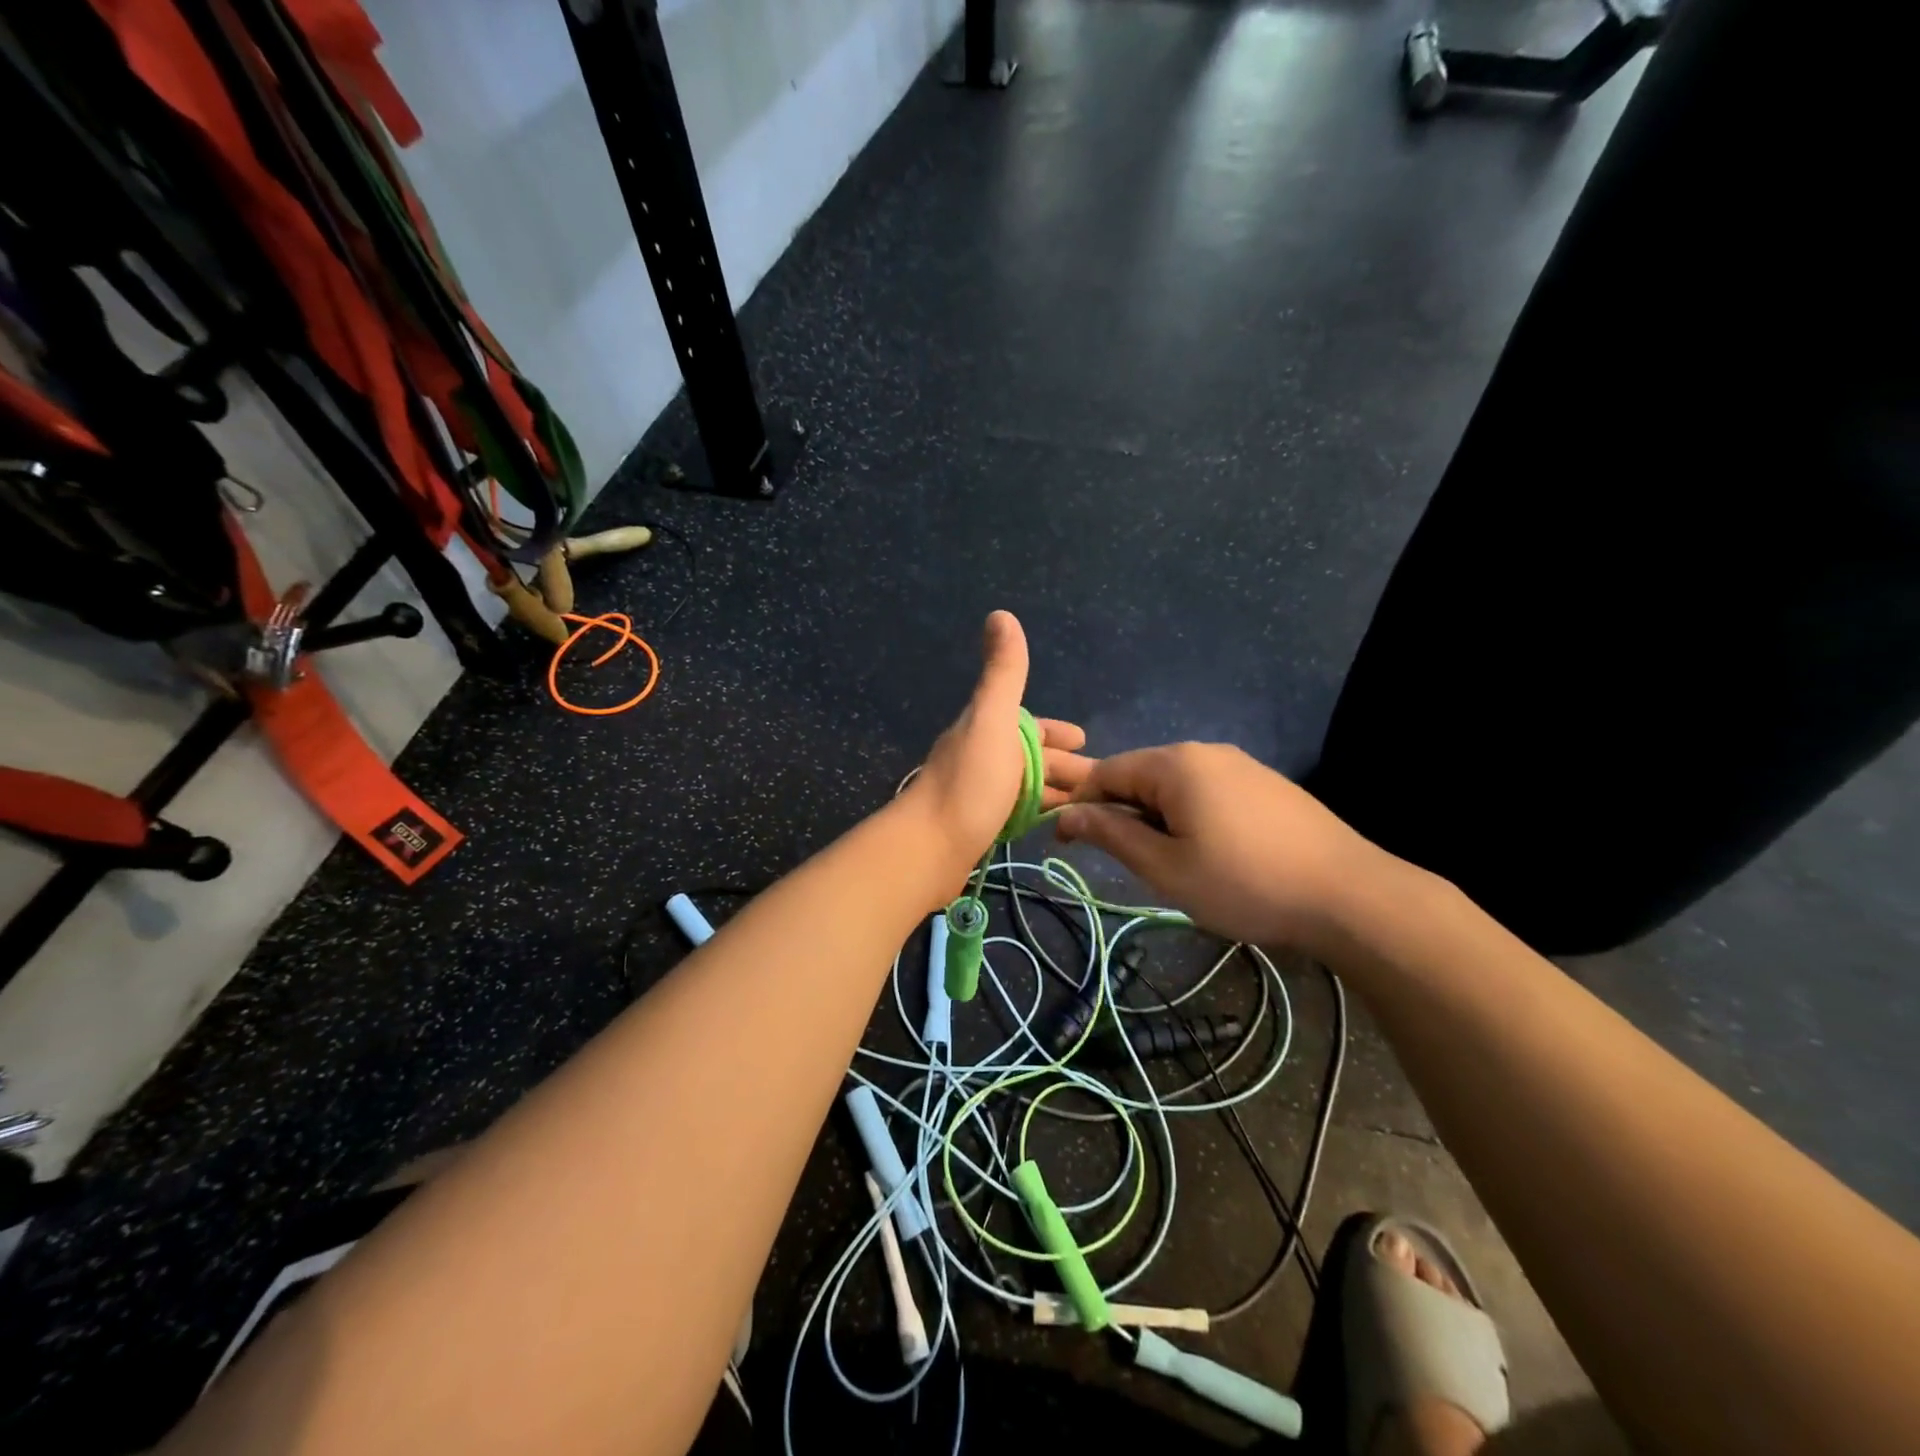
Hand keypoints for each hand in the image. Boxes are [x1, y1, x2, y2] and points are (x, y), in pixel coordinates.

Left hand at [907, 611, 1092, 885]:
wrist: (929, 847)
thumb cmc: (970, 782)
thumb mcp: (993, 719)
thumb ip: (1003, 672)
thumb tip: (1000, 613)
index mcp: (987, 728)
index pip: (1030, 724)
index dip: (1057, 732)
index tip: (1085, 740)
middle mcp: (981, 756)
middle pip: (1031, 758)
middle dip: (1066, 765)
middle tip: (1102, 785)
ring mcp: (978, 793)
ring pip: (1025, 786)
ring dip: (1055, 791)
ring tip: (1088, 809)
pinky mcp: (977, 827)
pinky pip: (1016, 812)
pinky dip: (1037, 813)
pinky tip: (1051, 827)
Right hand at [1055, 743, 1395, 955]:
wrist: (1349, 895)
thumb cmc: (1244, 883)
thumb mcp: (1166, 867)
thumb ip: (1112, 834)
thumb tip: (1068, 816)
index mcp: (1174, 764)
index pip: (1106, 772)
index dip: (1080, 805)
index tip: (1066, 843)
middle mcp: (1204, 751)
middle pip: (1140, 774)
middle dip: (1120, 812)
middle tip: (1123, 861)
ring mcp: (1240, 764)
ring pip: (1174, 784)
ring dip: (1155, 817)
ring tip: (1166, 862)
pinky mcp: (1265, 783)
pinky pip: (1207, 790)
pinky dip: (1188, 815)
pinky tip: (1208, 850)